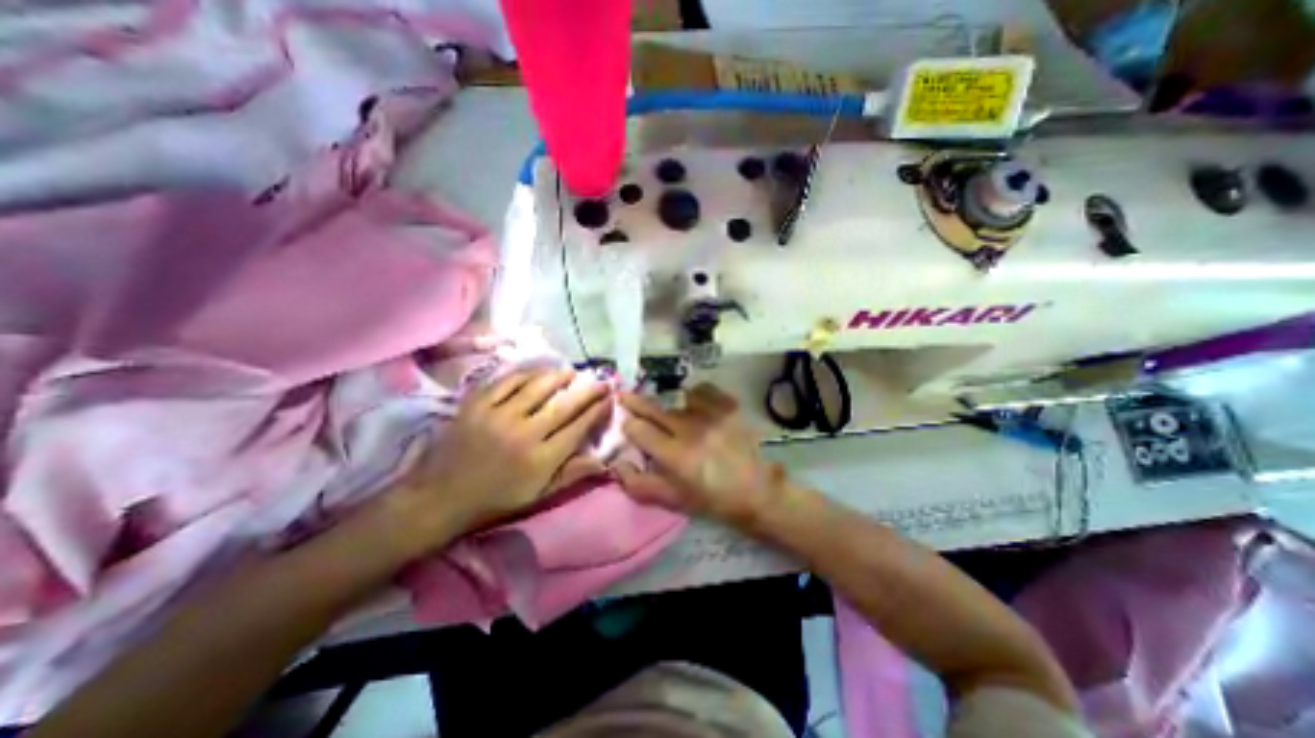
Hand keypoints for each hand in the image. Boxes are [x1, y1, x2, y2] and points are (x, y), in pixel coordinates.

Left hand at [393, 367, 613, 547]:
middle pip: (564, 405)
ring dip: (559, 377)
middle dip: (588, 390)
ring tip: (572, 371)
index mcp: (540, 460)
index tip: (609, 399)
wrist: (440, 496)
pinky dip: (526, 374)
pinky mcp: (476, 404)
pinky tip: (538, 372)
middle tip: (601, 380)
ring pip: (537, 388)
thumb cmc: (495, 498)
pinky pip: (507, 381)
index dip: (597, 411)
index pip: (578, 428)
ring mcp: (498, 416)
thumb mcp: (538, 495)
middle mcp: (524, 434)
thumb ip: (571, 475)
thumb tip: (604, 461)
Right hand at [621, 382, 790, 527]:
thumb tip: (617, 465)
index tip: (626, 423)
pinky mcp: (728, 406)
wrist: (758, 490)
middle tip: (623, 395)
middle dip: (635, 402)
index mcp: (675, 455)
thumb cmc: (713, 499)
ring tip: (670, 410)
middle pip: (654, 408)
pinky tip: (695, 404)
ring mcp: (711, 414)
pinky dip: (695, 395)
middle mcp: (690, 429)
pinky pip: (703, 390)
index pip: (640, 430)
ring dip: (669, 404)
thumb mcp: (674, 500)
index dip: (628, 424)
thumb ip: (640, 484)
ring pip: (677, 398)